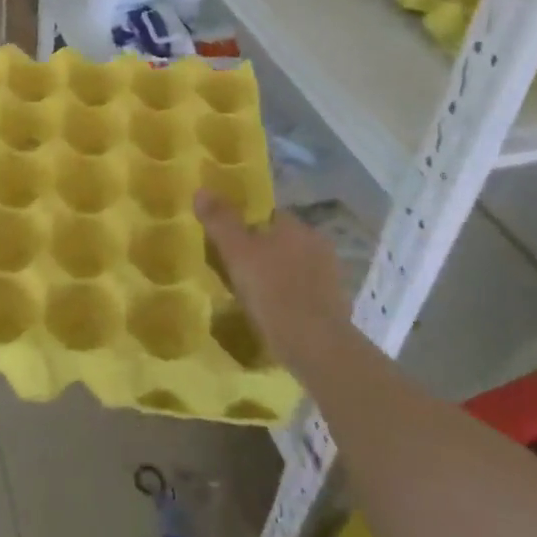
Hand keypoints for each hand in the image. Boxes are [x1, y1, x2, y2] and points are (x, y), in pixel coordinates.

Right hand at [195, 193, 355, 380]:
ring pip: (294, 267)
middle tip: (236, 271)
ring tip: (252, 296)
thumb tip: (201, 189)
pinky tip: (274, 314)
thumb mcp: (237, 253)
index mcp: (296, 227)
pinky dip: (290, 298)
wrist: (317, 347)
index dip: (246, 227)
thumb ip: (220, 221)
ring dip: (277, 275)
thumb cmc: (273, 292)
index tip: (228, 245)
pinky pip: (304, 292)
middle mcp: (317, 243)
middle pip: (281, 241)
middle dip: (262, 252)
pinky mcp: (336, 305)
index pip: (268, 215)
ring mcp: (331, 275)